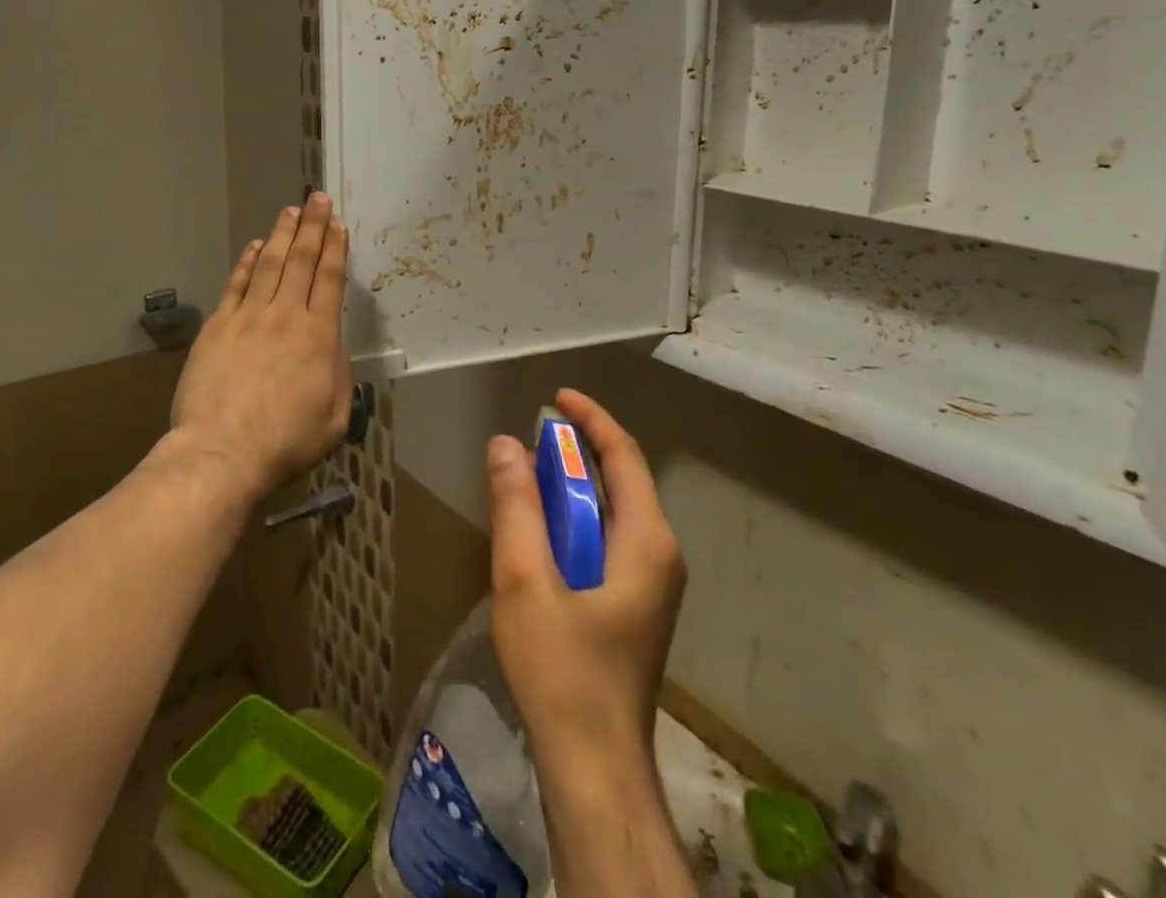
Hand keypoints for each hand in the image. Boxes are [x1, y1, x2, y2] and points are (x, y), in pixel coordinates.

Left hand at [170, 192, 351, 501]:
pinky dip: (246, 262)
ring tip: (290, 211)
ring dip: (281, 235)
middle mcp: (286, 315)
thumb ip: (338, 372)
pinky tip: (254, 247)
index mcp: (319, 334)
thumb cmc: (287, 441)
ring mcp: (248, 317)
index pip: (329, 279)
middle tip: (317, 198)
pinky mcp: (219, 326)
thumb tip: (332, 344)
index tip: (337, 224)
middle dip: (311, 226)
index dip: (334, 248)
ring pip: (268, 264)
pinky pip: (236, 285)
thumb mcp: (335, 415)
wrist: (223, 452)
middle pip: (300, 260)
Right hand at [487, 389, 685, 777]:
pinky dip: (577, 520)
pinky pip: (609, 540)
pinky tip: (542, 534)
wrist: (594, 769)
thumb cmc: (563, 671)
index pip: (623, 456)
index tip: (557, 397)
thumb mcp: (525, 582)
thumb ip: (516, 508)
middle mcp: (660, 554)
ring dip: (575, 487)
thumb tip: (505, 443)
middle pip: (622, 480)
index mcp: (646, 540)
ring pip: (614, 512)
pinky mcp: (637, 606)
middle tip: (531, 440)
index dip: (591, 419)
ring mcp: (653, 584)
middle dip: (578, 452)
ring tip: (529, 479)